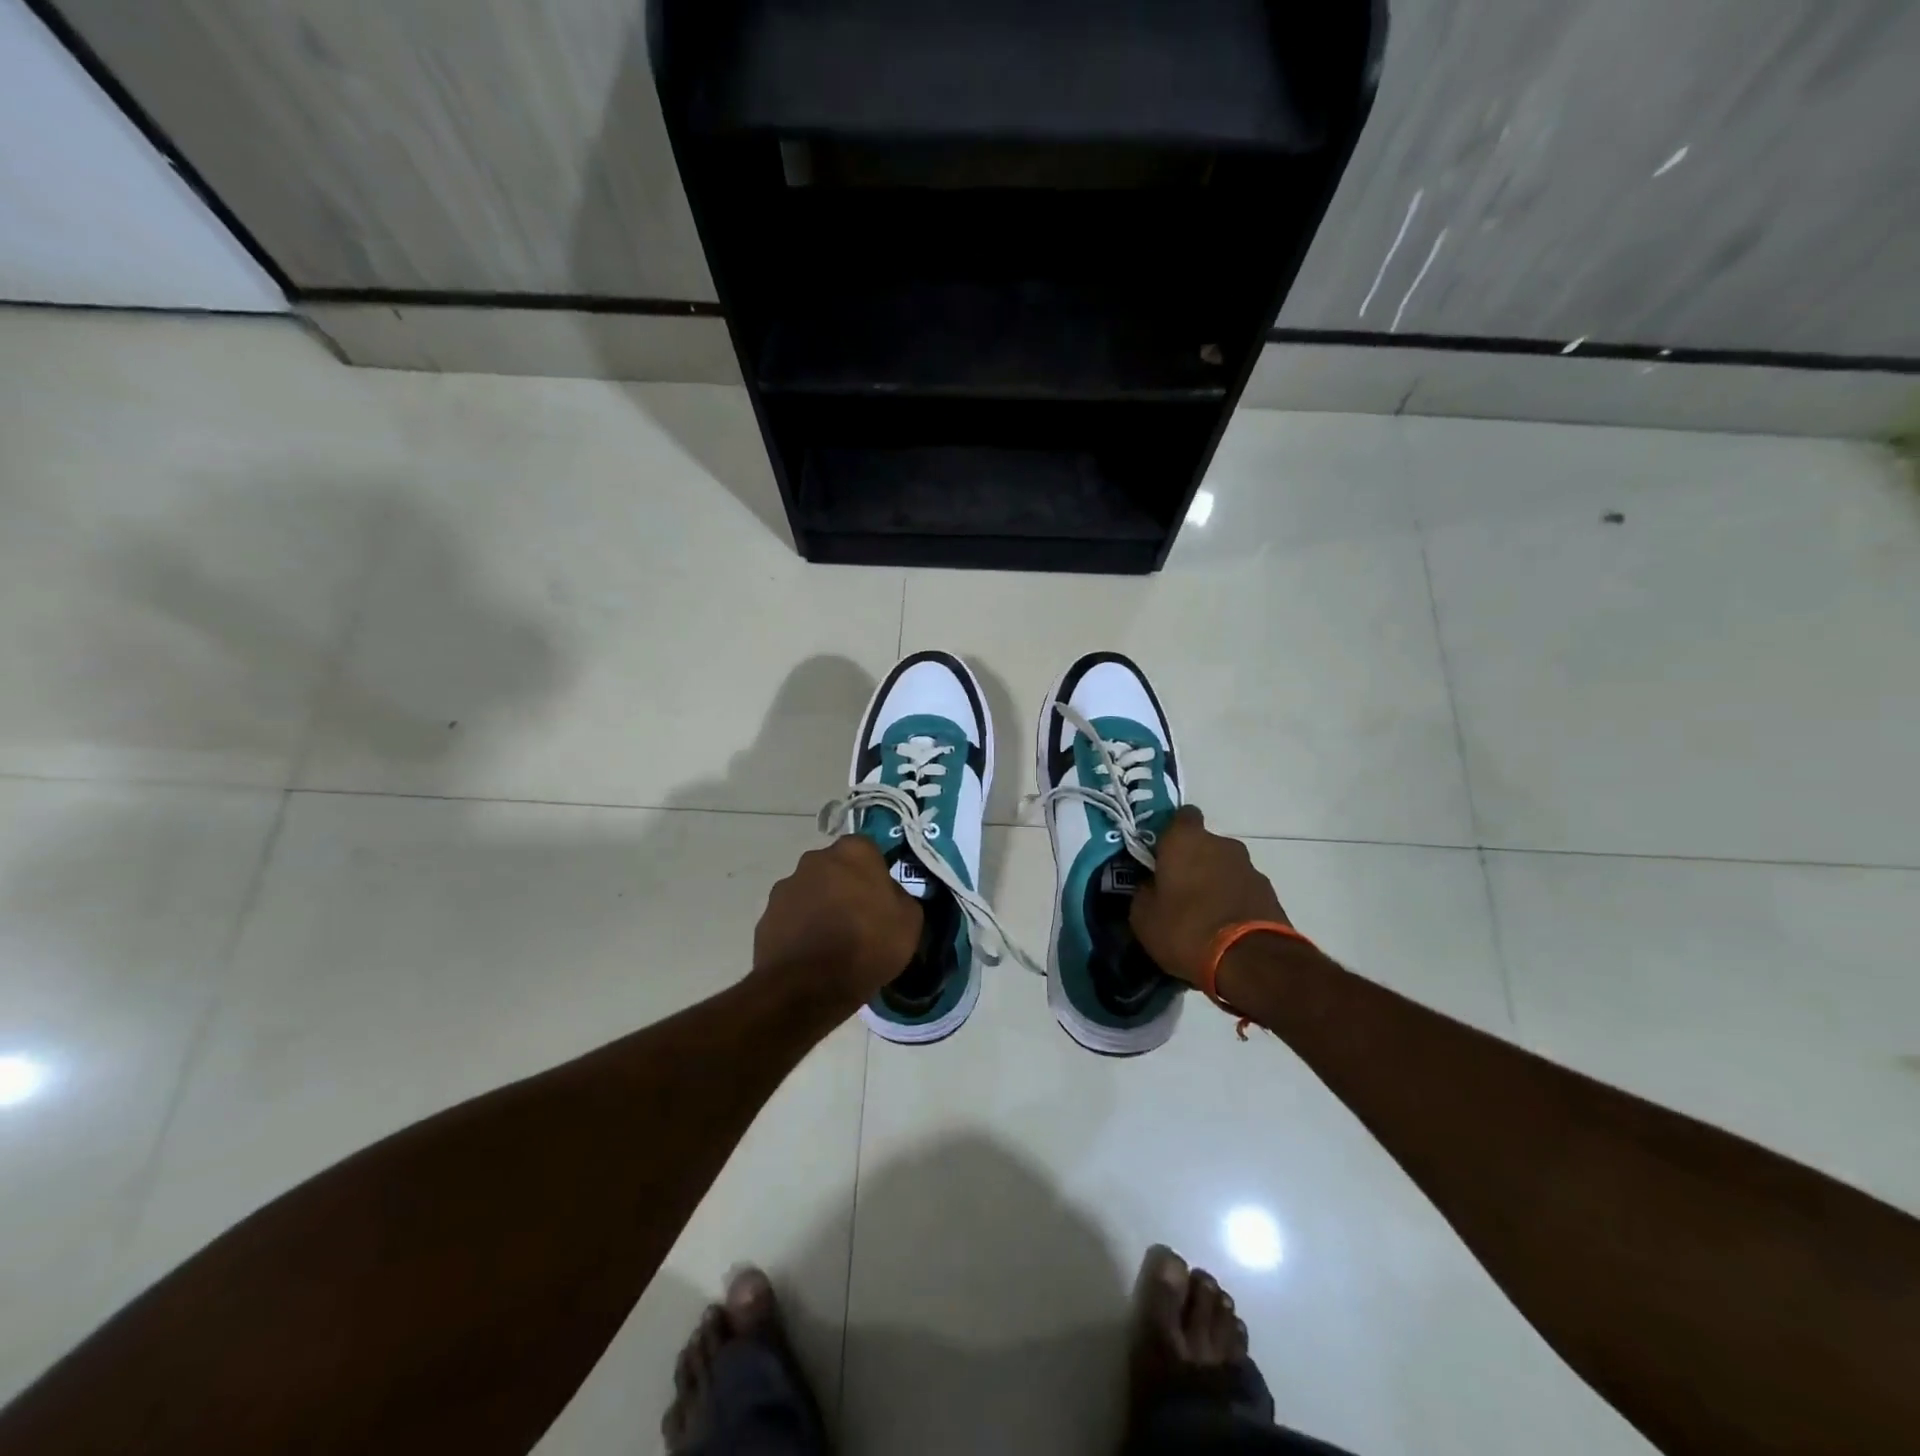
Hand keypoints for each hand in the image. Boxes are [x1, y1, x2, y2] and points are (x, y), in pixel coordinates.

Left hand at [753, 836, 922, 1005]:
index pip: (868, 850)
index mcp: (853, 852)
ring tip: (832, 942)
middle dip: (844, 886)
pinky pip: (791, 918)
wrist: (808, 987)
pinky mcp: (766, 916)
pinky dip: (800, 930)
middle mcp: (815, 859)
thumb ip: (899, 897)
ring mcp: (785, 887)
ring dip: (820, 907)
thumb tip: (888, 896)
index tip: (881, 898)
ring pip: (811, 892)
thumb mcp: (909, 922)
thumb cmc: (867, 945)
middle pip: (835, 868)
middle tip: (858, 919)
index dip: (875, 873)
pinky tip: (811, 956)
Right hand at [1130, 806, 1289, 985]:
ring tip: (1203, 916)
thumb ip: (1144, 891)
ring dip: (1215, 883)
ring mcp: (1250, 867)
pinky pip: (1242, 890)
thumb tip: (1150, 886)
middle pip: (1203, 844)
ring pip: (1224, 868)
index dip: (1170, 833)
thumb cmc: (1186, 929)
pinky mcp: (1270, 893)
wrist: (1251, 961)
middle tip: (1178, 891)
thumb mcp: (1143, 916)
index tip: (1160, 854)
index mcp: (1185, 840)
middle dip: (1193, 862)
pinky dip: (1233, 902)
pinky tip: (1224, 928)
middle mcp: (1221, 844)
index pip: (1181, 816)